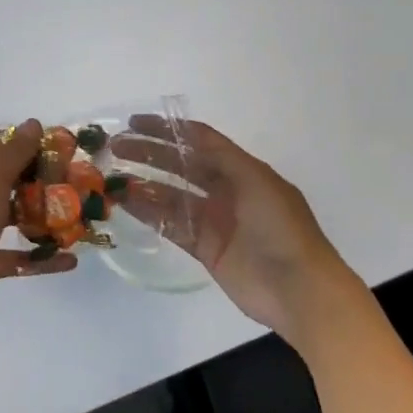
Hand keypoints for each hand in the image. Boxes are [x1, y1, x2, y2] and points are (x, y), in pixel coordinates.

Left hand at [0, 119, 78, 338]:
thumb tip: (33, 123)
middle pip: (9, 179)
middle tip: (79, 184)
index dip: (28, 143)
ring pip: (13, 216)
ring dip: (43, 217)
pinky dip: (40, 257)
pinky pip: (16, 256)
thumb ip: (14, 153)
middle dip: (42, 180)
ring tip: (80, 218)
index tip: (63, 149)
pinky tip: (69, 259)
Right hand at [109, 117, 362, 347]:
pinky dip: (147, 213)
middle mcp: (225, 191)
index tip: (134, 123)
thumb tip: (187, 135)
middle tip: (115, 147)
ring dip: (142, 183)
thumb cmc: (282, 228)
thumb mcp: (257, 181)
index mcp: (242, 171)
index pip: (199, 141)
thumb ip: (221, 157)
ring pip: (170, 194)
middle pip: (180, 165)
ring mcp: (213, 220)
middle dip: (148, 153)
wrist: (300, 290)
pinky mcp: (204, 248)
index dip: (168, 129)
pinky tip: (125, 203)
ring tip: (112, 176)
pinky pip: (170, 224)